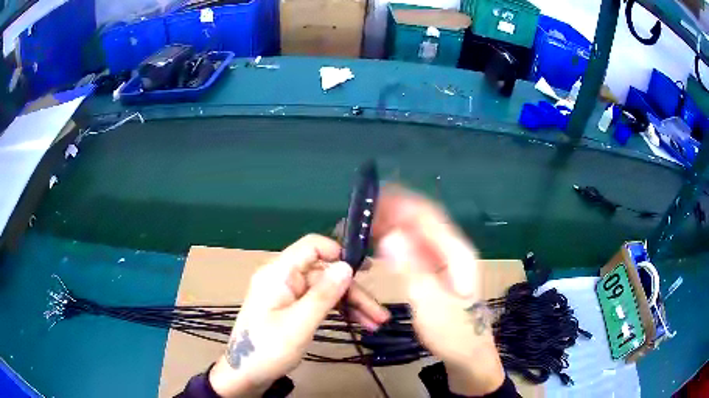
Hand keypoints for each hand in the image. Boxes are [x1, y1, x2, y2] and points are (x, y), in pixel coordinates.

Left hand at [209, 234, 389, 396]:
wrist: (245, 375)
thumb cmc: (268, 349)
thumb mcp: (299, 324)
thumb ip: (324, 294)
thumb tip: (347, 266)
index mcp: (279, 273)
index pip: (312, 246)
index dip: (339, 253)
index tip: (365, 271)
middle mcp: (283, 278)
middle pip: (325, 274)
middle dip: (353, 292)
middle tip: (379, 314)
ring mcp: (287, 294)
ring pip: (325, 290)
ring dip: (351, 305)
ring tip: (375, 323)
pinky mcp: (291, 308)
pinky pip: (318, 302)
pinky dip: (338, 312)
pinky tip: (358, 323)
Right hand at [373, 186, 505, 396]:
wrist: (468, 355)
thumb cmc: (453, 333)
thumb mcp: (432, 305)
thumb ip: (413, 270)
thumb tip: (390, 236)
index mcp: (456, 253)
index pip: (427, 215)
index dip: (400, 202)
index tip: (371, 197)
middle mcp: (451, 250)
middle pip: (421, 220)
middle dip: (392, 211)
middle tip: (360, 211)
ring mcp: (444, 260)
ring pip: (415, 232)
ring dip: (391, 223)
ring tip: (363, 223)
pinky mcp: (436, 271)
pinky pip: (413, 248)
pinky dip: (395, 240)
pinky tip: (378, 243)